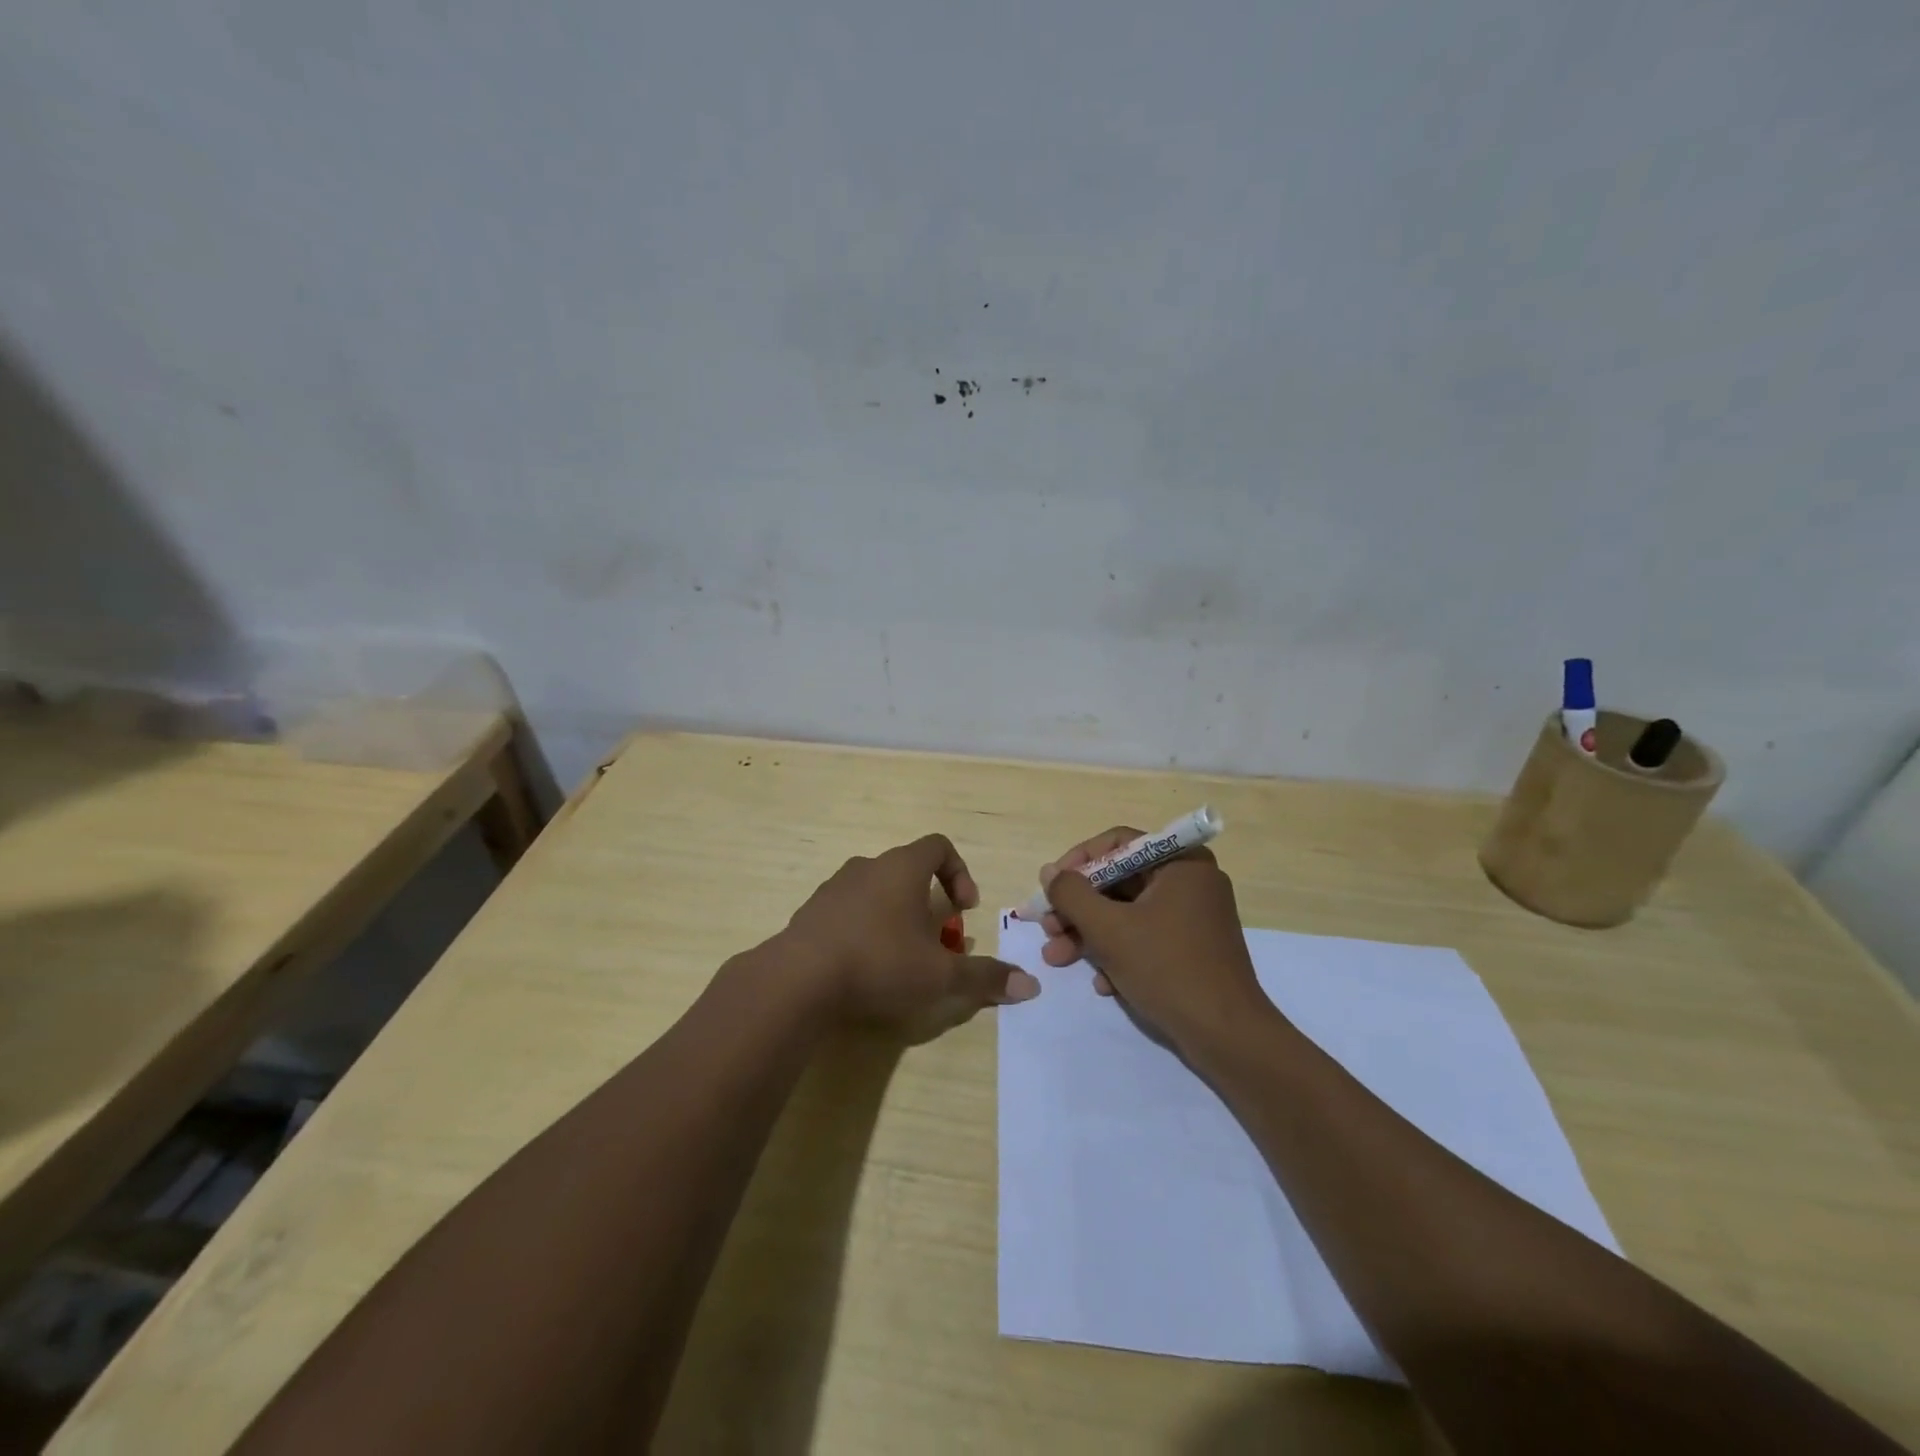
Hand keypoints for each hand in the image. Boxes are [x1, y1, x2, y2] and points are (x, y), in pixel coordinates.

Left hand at [776, 833, 1039, 1035]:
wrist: (798, 979)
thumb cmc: (880, 962)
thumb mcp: (941, 975)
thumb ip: (985, 977)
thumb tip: (1031, 986)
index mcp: (902, 867)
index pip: (939, 846)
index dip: (959, 872)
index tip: (963, 908)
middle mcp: (868, 866)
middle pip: (908, 871)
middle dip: (928, 903)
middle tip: (936, 942)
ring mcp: (834, 887)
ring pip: (876, 890)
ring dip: (895, 916)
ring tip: (901, 957)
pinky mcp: (811, 911)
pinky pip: (848, 910)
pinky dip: (864, 928)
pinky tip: (863, 966)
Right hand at [1036, 827, 1272, 1050]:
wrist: (1227, 1037)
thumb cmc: (1167, 969)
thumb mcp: (1109, 929)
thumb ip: (1072, 895)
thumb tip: (1050, 872)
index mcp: (1181, 862)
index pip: (1117, 844)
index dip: (1077, 862)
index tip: (1050, 887)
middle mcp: (1190, 880)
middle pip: (1119, 880)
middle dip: (1078, 908)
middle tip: (1048, 930)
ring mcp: (1194, 916)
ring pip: (1128, 912)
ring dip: (1090, 934)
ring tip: (1058, 959)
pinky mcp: (1193, 948)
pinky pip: (1146, 936)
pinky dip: (1119, 953)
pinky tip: (1102, 983)